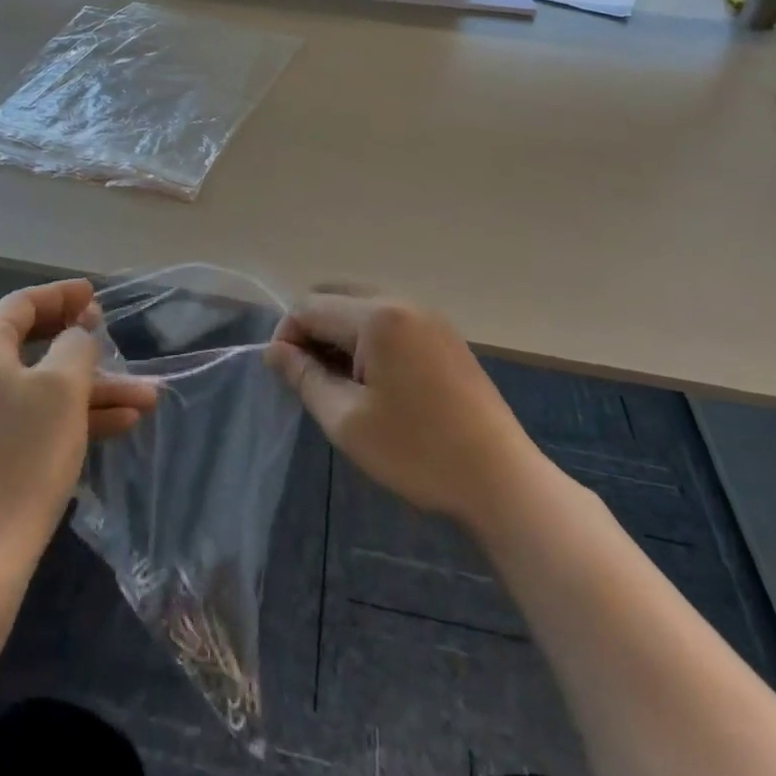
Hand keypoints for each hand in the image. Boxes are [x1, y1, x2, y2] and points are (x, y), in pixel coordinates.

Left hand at [0, 280, 157, 583]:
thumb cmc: (23, 456)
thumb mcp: (64, 388)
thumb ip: (76, 345)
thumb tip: (75, 336)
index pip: (21, 303)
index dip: (63, 295)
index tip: (96, 295)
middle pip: (33, 344)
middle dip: (86, 348)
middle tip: (115, 339)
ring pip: (40, 387)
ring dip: (91, 390)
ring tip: (147, 398)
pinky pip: (30, 417)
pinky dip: (70, 416)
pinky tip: (121, 424)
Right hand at [265, 295, 534, 532]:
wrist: (501, 479)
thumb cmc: (418, 451)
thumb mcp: (347, 420)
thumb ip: (305, 377)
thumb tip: (274, 350)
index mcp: (378, 316)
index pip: (310, 306)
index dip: (287, 336)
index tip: (286, 377)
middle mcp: (403, 302)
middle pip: (336, 296)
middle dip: (312, 330)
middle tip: (311, 378)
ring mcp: (428, 316)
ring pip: (362, 306)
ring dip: (339, 334)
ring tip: (340, 384)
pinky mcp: (444, 335)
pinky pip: (390, 320)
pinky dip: (368, 339)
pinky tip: (374, 382)